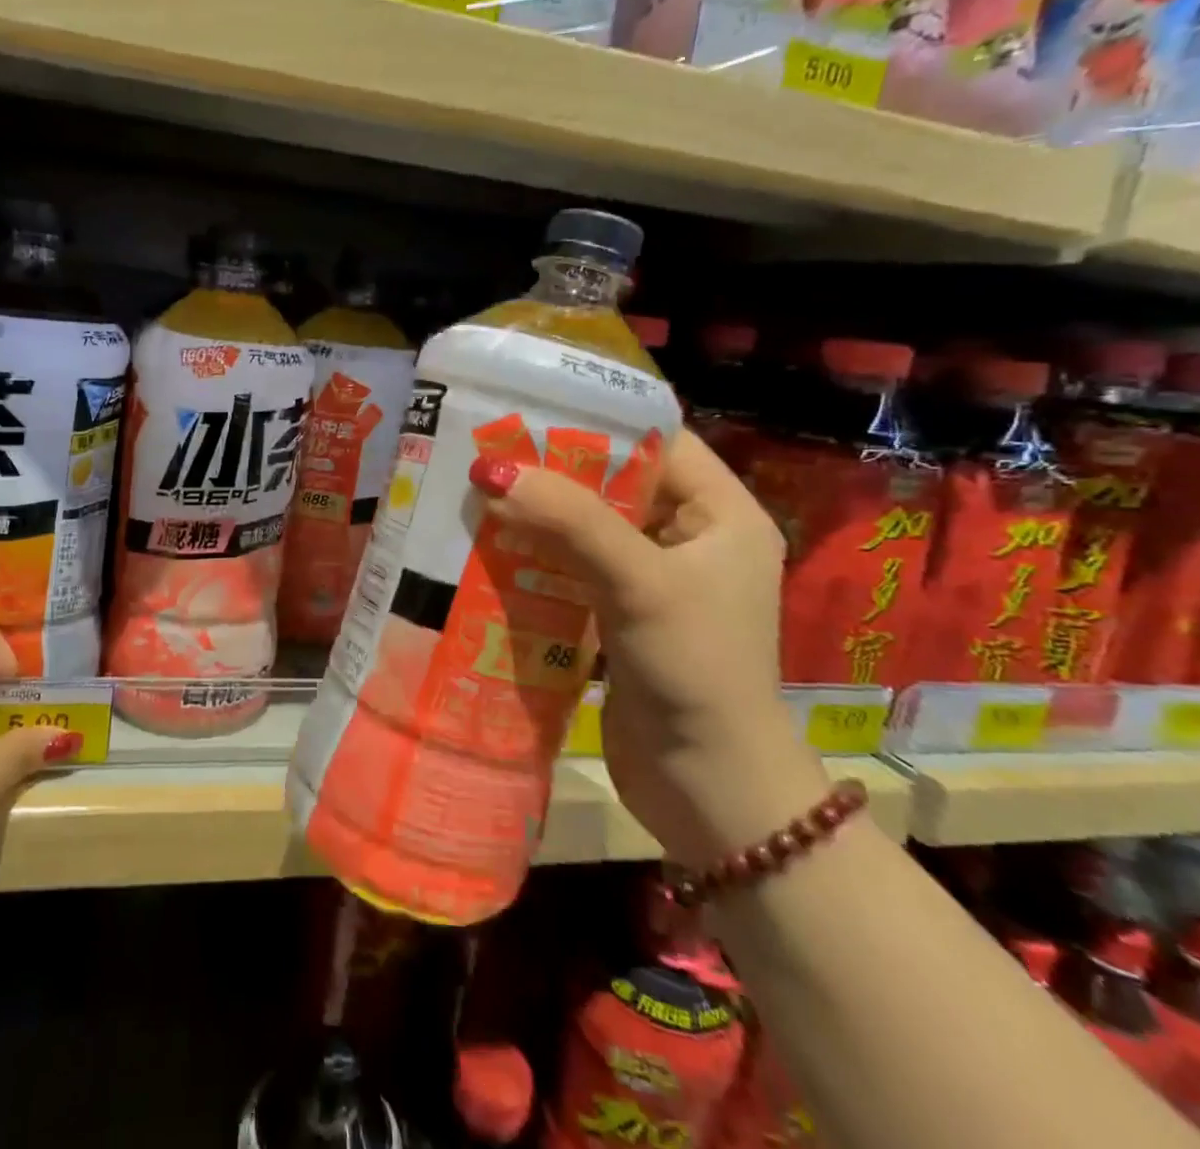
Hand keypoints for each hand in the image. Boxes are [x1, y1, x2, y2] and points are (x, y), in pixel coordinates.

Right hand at [472, 431, 828, 864]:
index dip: (598, 423)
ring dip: (539, 516)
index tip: (531, 410)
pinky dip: (537, 557)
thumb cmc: (695, 670)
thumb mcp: (640, 583)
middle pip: (615, 484)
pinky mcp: (620, 617)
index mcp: (722, 515)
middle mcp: (690, 539)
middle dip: (554, 471)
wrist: (710, 790)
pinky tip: (489, 547)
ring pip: (587, 528)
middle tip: (488, 451)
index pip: (658, 442)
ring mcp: (654, 581)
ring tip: (478, 493)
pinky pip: (573, 569)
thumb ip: (570, 522)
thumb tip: (491, 470)